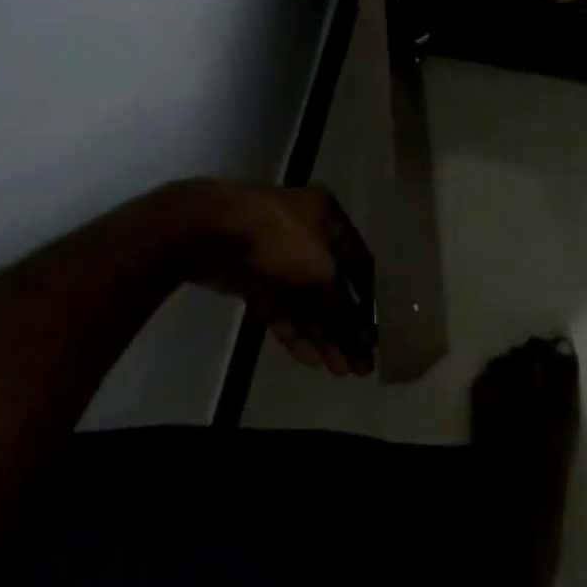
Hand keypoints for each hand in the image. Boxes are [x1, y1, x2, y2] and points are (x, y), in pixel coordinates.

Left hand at [167, 180, 375, 375]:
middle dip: (343, 326)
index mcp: (326, 216)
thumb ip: (342, 306)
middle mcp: (305, 232)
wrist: (211, 231)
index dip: (367, 298)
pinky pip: (279, 306)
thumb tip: (361, 337)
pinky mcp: (252, 276)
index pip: (357, 260)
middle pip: (330, 285)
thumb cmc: (279, 238)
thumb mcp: (321, 271)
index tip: (376, 334)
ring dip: (322, 334)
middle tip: (358, 366)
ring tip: (338, 371)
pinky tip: (310, 358)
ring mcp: (276, 256)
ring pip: (304, 300)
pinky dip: (294, 330)